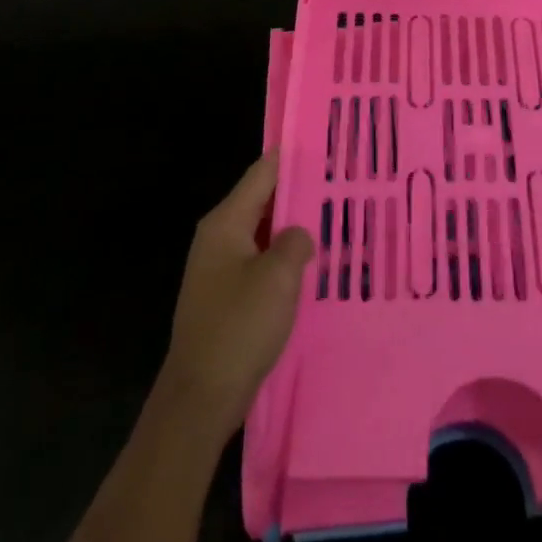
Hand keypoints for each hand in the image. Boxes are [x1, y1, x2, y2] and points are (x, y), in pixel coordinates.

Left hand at [157, 152, 313, 439]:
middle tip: (341, 181)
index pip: (262, 173)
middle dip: (298, 191)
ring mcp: (219, 268)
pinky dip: (284, 256)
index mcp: (226, 223)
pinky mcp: (226, 295)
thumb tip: (299, 235)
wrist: (200, 397)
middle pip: (262, 200)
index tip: (324, 144)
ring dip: (293, 226)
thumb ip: (295, 241)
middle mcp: (218, 237)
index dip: (291, 156)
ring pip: (264, 232)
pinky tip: (312, 263)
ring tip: (334, 217)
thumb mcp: (278, 277)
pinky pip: (260, 260)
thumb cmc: (239, 327)